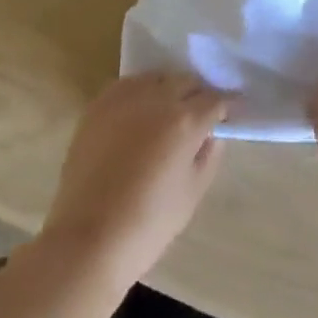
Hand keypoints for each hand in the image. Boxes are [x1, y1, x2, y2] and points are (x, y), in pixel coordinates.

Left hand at [40, 72, 229, 286]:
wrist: (88, 239)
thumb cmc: (148, 224)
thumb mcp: (192, 194)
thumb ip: (208, 156)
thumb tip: (212, 134)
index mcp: (184, 121)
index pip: (214, 100)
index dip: (226, 107)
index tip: (229, 115)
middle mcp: (156, 99)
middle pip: (185, 81)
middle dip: (198, 94)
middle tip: (200, 114)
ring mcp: (123, 99)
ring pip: (156, 78)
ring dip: (168, 89)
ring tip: (168, 111)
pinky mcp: (97, 106)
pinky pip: (126, 86)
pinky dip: (139, 92)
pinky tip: (139, 111)